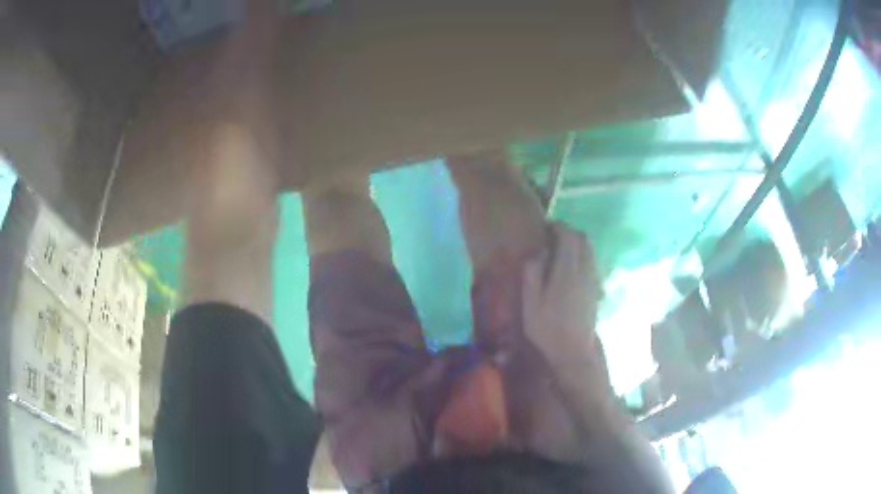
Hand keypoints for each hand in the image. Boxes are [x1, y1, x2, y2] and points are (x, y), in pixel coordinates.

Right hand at [521, 225, 612, 400]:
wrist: (573, 352)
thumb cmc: (547, 329)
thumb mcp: (531, 303)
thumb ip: (532, 273)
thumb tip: (538, 252)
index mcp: (567, 271)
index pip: (569, 236)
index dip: (558, 227)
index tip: (546, 226)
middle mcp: (585, 270)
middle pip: (583, 240)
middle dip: (569, 232)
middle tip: (553, 236)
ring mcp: (593, 280)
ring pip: (590, 250)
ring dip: (577, 244)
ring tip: (561, 250)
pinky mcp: (596, 289)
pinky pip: (592, 262)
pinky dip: (582, 256)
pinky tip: (570, 267)